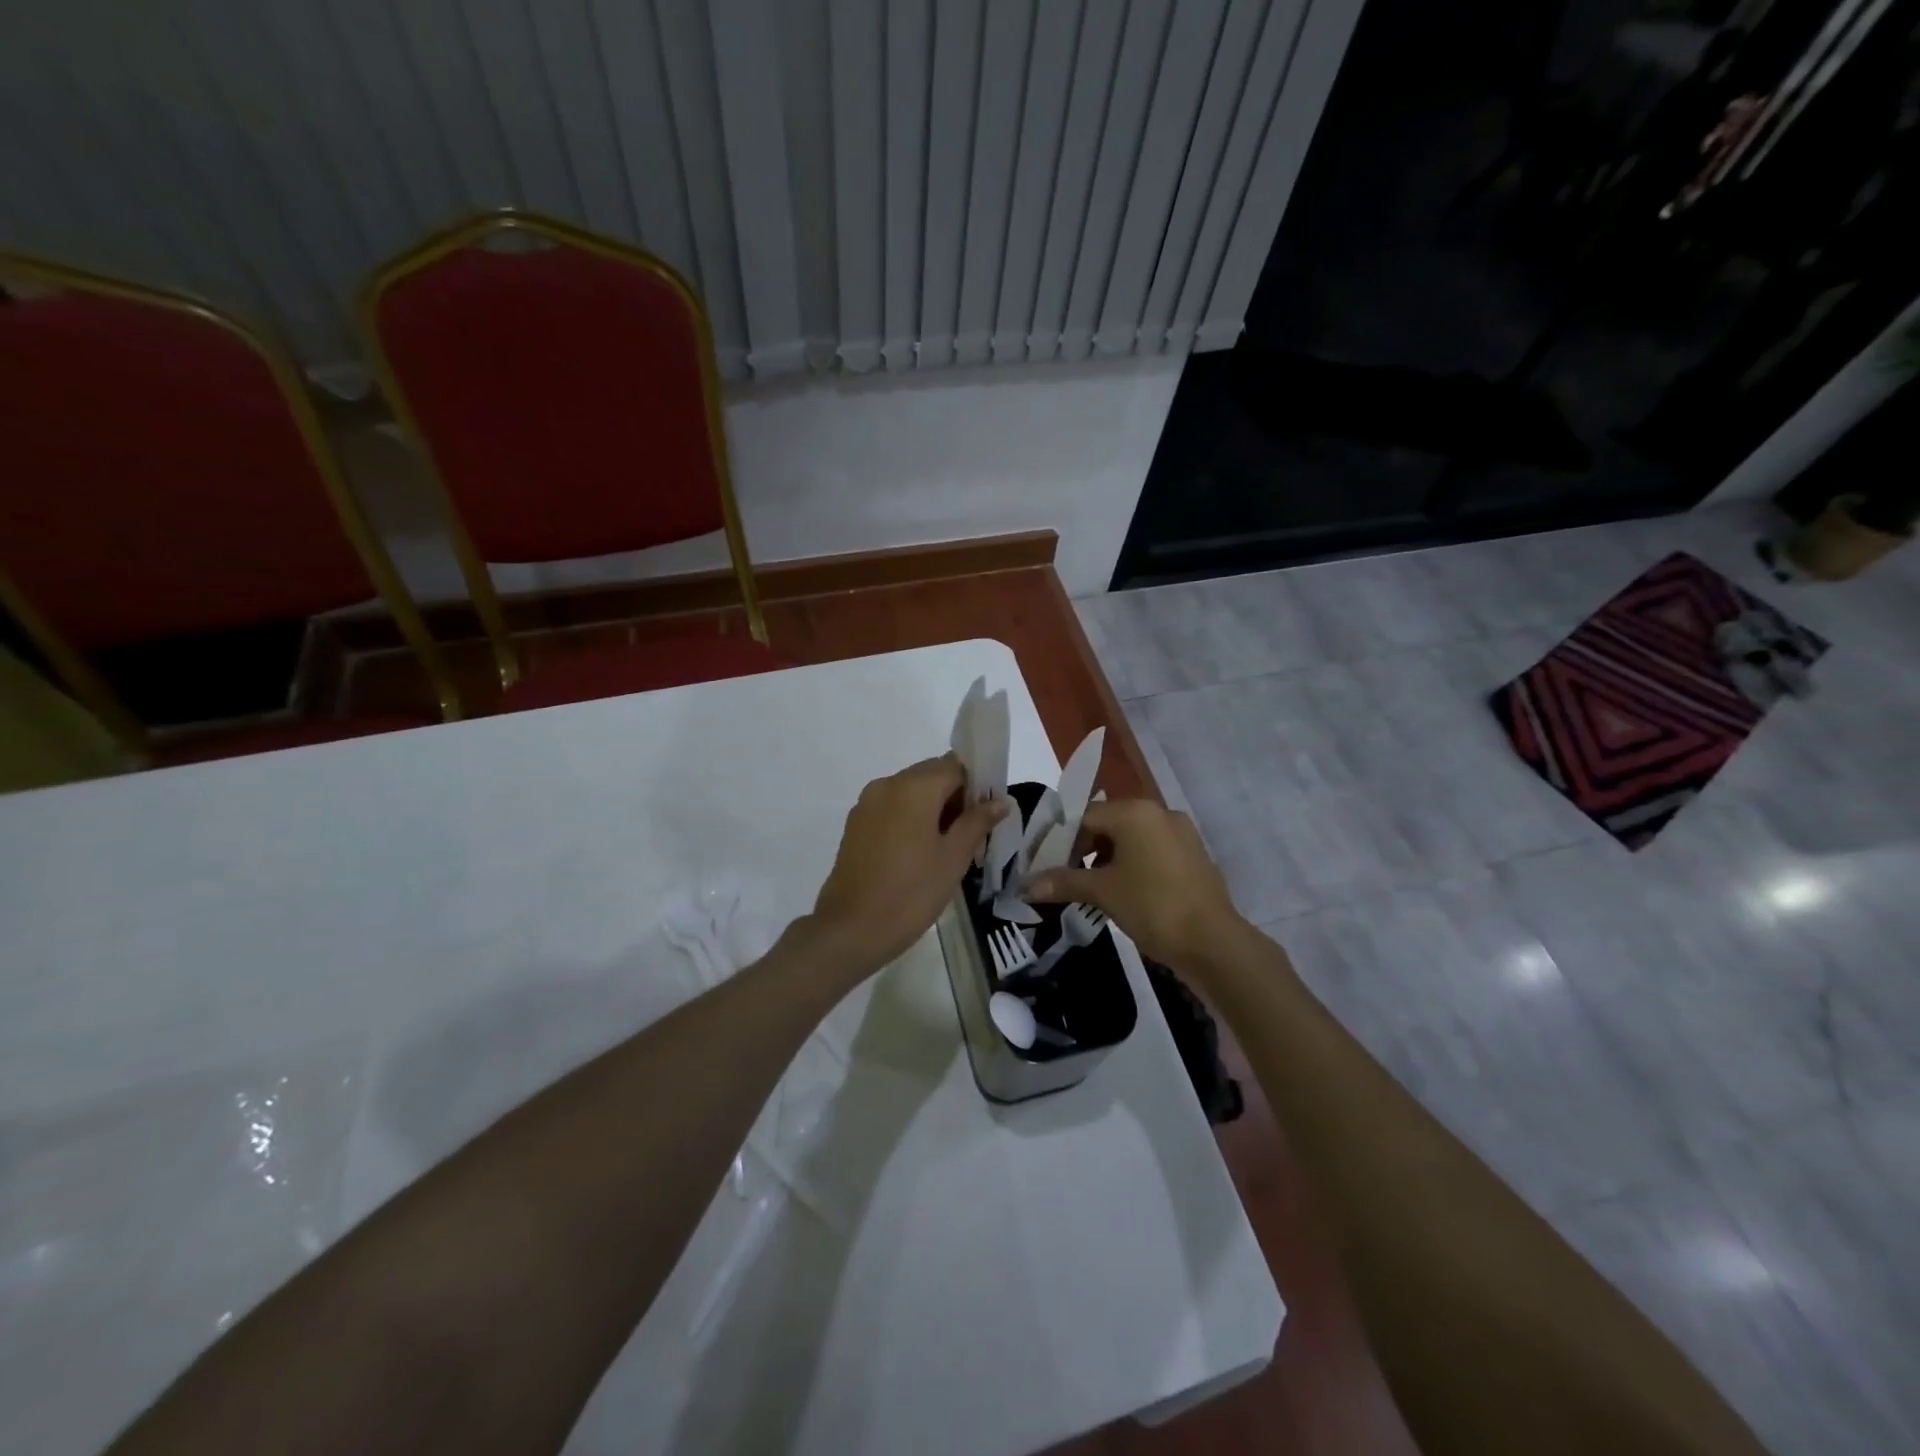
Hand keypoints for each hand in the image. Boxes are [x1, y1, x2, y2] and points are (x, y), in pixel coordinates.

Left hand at [809, 755, 1005, 975]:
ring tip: (947, 846)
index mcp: (914, 787)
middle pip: (930, 774)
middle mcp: (887, 784)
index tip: (987, 814)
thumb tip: (1000, 800)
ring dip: (932, 807)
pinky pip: (892, 807)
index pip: (955, 765)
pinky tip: (919, 852)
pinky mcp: (856, 823)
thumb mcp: (953, 859)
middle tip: (971, 833)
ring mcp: (867, 803)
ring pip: (910, 791)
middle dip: (954, 795)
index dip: (976, 784)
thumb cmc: (911, 893)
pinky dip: (910, 817)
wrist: (850, 929)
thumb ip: (977, 823)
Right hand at [1025, 799, 1243, 970]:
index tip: (1045, 865)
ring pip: (1131, 838)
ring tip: (1091, 888)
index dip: (1060, 840)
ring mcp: (1180, 833)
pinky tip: (1123, 892)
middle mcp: (1159, 813)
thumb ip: (1063, 882)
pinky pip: (1151, 851)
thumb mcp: (1102, 892)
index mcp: (1135, 812)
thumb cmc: (1152, 906)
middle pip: (1108, 824)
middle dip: (1083, 850)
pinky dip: (1132, 865)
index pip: (1084, 816)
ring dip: (1107, 859)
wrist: (1213, 942)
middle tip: (1065, 878)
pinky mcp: (1192, 855)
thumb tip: (1026, 886)